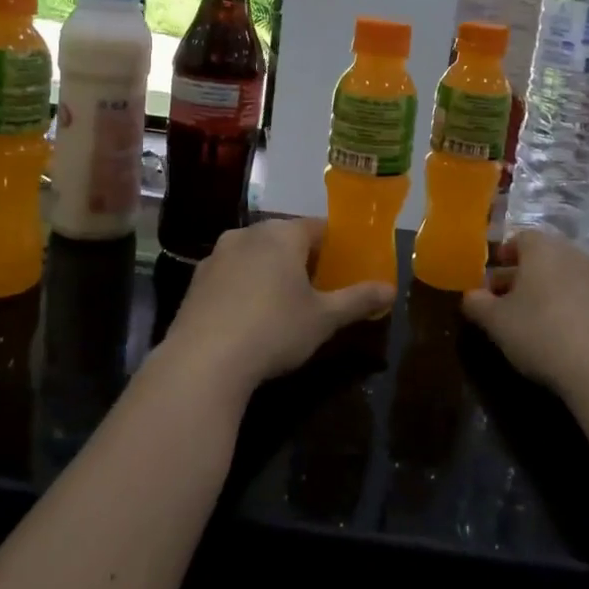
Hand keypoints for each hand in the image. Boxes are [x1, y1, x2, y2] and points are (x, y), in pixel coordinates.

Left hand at [159, 219, 394, 401]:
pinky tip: (251, 317)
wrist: (204, 360)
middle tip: (321, 289)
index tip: (347, 267)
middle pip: (285, 239)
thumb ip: (358, 300)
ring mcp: (217, 255)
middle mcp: (248, 233)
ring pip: (256, 255)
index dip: (336, 246)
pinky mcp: (197, 280)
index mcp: (282, 234)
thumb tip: (391, 289)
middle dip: (304, 260)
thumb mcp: (324, 318)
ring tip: (286, 305)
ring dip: (272, 272)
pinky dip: (246, 287)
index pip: (318, 227)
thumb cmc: (274, 329)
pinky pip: (232, 274)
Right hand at [462, 229, 588, 398]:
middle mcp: (575, 252)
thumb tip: (470, 295)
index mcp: (543, 248)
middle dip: (524, 275)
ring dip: (551, 290)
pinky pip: (588, 296)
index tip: (491, 282)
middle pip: (544, 257)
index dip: (502, 258)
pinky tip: (567, 333)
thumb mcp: (496, 322)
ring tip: (537, 319)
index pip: (518, 239)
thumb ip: (477, 303)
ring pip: (568, 275)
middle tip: (508, 303)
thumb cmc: (541, 334)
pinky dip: (575, 306)